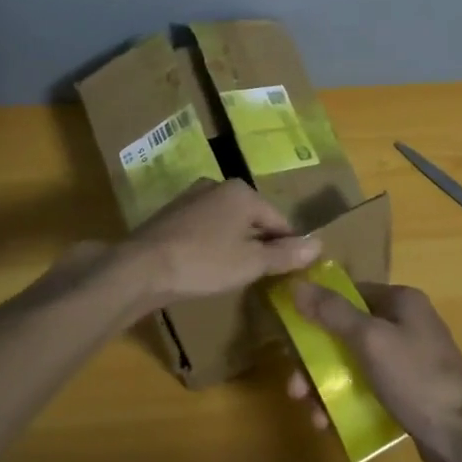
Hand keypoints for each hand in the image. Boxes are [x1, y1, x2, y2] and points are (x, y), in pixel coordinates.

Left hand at [124, 179, 320, 307]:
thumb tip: (319, 245)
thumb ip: (285, 255)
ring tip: (234, 274)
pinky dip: (211, 245)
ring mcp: (191, 198)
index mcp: (242, 192)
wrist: (142, 267)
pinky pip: (204, 229)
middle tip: (261, 276)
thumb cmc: (204, 262)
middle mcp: (217, 186)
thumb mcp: (251, 263)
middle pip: (252, 219)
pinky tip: (206, 267)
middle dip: (259, 244)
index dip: (288, 246)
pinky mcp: (171, 214)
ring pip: (227, 223)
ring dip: (234, 245)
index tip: (290, 272)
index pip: (279, 220)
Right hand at [287, 281, 461, 461]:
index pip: (350, 293)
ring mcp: (408, 361)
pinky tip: (328, 424)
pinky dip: (347, 401)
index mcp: (401, 302)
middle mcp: (405, 325)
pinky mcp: (408, 393)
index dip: (318, 308)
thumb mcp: (370, 339)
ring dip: (327, 384)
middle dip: (317, 358)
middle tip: (295, 385)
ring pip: (354, 364)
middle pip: (348, 332)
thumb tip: (298, 285)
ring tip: (309, 410)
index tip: (291, 331)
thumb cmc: (416, 378)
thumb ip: (333, 312)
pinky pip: (368, 389)